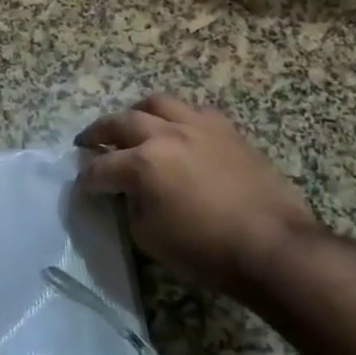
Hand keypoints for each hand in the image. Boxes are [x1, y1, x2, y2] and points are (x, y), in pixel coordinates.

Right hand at [77, 94, 319, 292]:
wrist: (273, 247)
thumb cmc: (206, 250)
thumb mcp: (150, 237)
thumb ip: (130, 206)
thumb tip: (127, 192)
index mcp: (142, 163)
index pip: (101, 168)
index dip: (87, 179)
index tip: (82, 187)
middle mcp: (165, 135)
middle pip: (121, 122)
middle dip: (98, 133)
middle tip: (88, 142)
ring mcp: (198, 127)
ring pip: (157, 104)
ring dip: (136, 113)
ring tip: (132, 124)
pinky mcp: (226, 130)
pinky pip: (193, 111)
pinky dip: (176, 117)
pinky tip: (177, 130)